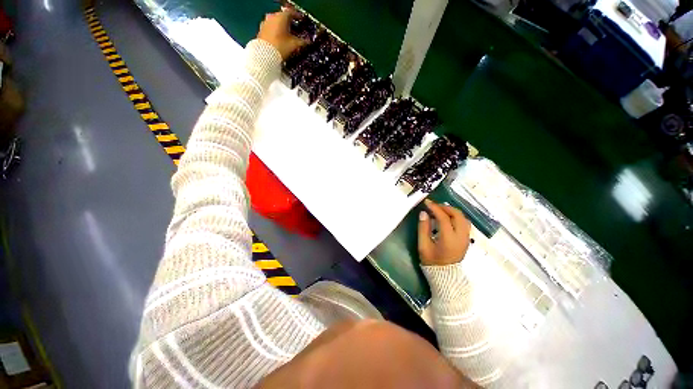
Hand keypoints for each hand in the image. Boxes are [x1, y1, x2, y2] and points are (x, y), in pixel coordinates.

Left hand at [258, 10, 305, 59]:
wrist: (265, 55)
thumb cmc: (281, 47)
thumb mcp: (294, 45)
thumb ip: (302, 42)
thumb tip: (308, 42)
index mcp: (281, 17)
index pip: (291, 13)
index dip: (298, 17)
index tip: (301, 20)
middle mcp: (272, 17)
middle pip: (283, 17)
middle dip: (289, 22)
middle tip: (295, 29)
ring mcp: (265, 23)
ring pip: (276, 22)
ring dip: (282, 27)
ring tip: (288, 35)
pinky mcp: (261, 30)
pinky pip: (271, 28)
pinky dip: (276, 31)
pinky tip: (280, 38)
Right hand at [418, 199, 471, 265]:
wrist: (445, 276)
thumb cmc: (432, 261)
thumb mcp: (423, 245)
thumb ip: (423, 228)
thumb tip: (424, 213)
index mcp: (449, 239)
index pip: (444, 218)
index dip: (435, 208)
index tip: (427, 202)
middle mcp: (461, 237)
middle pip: (457, 215)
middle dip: (445, 207)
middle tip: (434, 205)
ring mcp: (466, 238)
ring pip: (463, 218)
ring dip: (452, 211)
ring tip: (440, 210)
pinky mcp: (467, 239)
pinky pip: (464, 223)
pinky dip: (456, 217)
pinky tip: (447, 217)